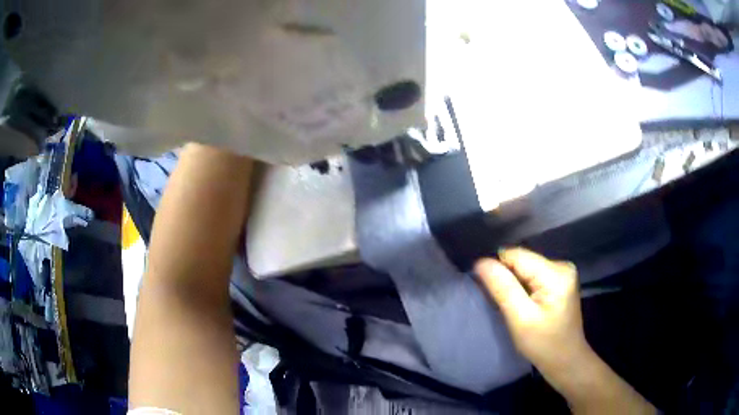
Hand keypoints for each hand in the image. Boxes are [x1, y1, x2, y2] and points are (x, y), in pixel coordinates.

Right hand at [475, 248, 589, 386]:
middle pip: (523, 260)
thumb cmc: (543, 345)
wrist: (566, 360)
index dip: (497, 268)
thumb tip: (481, 262)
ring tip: (512, 305)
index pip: (516, 256)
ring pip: (526, 267)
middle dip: (507, 277)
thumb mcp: (520, 319)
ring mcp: (563, 272)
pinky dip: (524, 287)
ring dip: (514, 283)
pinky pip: (533, 275)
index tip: (488, 291)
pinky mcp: (561, 280)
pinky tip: (524, 303)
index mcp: (555, 272)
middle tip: (502, 303)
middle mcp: (562, 265)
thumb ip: (503, 288)